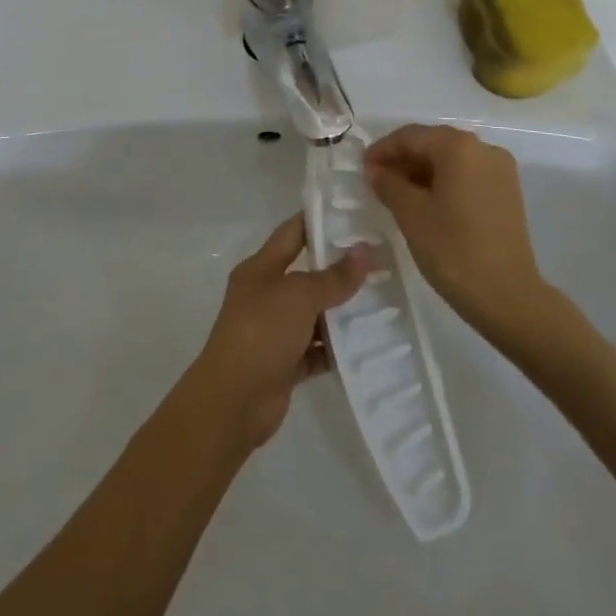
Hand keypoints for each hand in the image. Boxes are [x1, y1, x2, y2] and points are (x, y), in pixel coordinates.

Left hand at [187, 215, 368, 448]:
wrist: (233, 401)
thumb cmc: (261, 331)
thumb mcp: (300, 295)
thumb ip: (334, 277)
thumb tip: (365, 251)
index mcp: (261, 268)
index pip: (293, 232)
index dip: (319, 220)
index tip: (354, 214)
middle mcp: (266, 294)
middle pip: (307, 274)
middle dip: (340, 268)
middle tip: (380, 259)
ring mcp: (274, 330)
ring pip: (314, 314)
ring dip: (342, 311)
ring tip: (383, 299)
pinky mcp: (284, 364)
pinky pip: (316, 350)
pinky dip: (336, 348)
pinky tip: (367, 343)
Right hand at [364, 124, 547, 334]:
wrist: (508, 296)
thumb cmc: (453, 250)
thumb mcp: (411, 214)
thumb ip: (388, 184)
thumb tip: (375, 170)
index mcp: (459, 147)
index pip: (411, 136)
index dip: (383, 150)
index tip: (362, 167)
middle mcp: (483, 148)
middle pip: (433, 144)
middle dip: (403, 159)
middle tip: (376, 180)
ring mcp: (500, 170)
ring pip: (451, 160)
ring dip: (422, 171)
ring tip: (396, 193)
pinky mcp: (507, 192)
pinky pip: (467, 175)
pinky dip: (444, 182)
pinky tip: (426, 202)